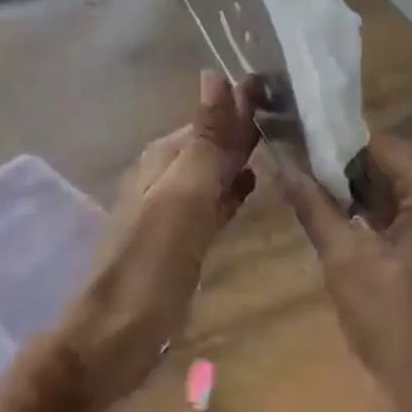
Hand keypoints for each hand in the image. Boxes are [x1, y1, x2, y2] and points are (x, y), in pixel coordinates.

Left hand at [58, 72, 259, 411]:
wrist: (112, 338)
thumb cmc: (151, 264)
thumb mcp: (183, 196)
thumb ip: (205, 140)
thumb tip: (215, 73)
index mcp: (165, 156)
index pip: (213, 116)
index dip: (246, 103)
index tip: (290, 89)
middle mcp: (167, 173)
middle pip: (214, 141)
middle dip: (248, 128)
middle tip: (299, 115)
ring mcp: (173, 207)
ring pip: (215, 170)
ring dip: (243, 157)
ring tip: (288, 145)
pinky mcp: (181, 238)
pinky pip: (213, 201)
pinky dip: (233, 190)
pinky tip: (253, 187)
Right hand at [278, 134, 411, 411]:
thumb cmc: (393, 326)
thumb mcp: (344, 261)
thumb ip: (314, 206)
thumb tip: (282, 164)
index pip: (381, 147)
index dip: (337, 145)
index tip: (298, 149)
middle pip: (391, 169)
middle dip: (345, 173)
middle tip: (299, 176)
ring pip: (399, 195)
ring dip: (359, 198)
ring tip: (312, 198)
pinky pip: (410, 220)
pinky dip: (378, 221)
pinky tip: (344, 229)